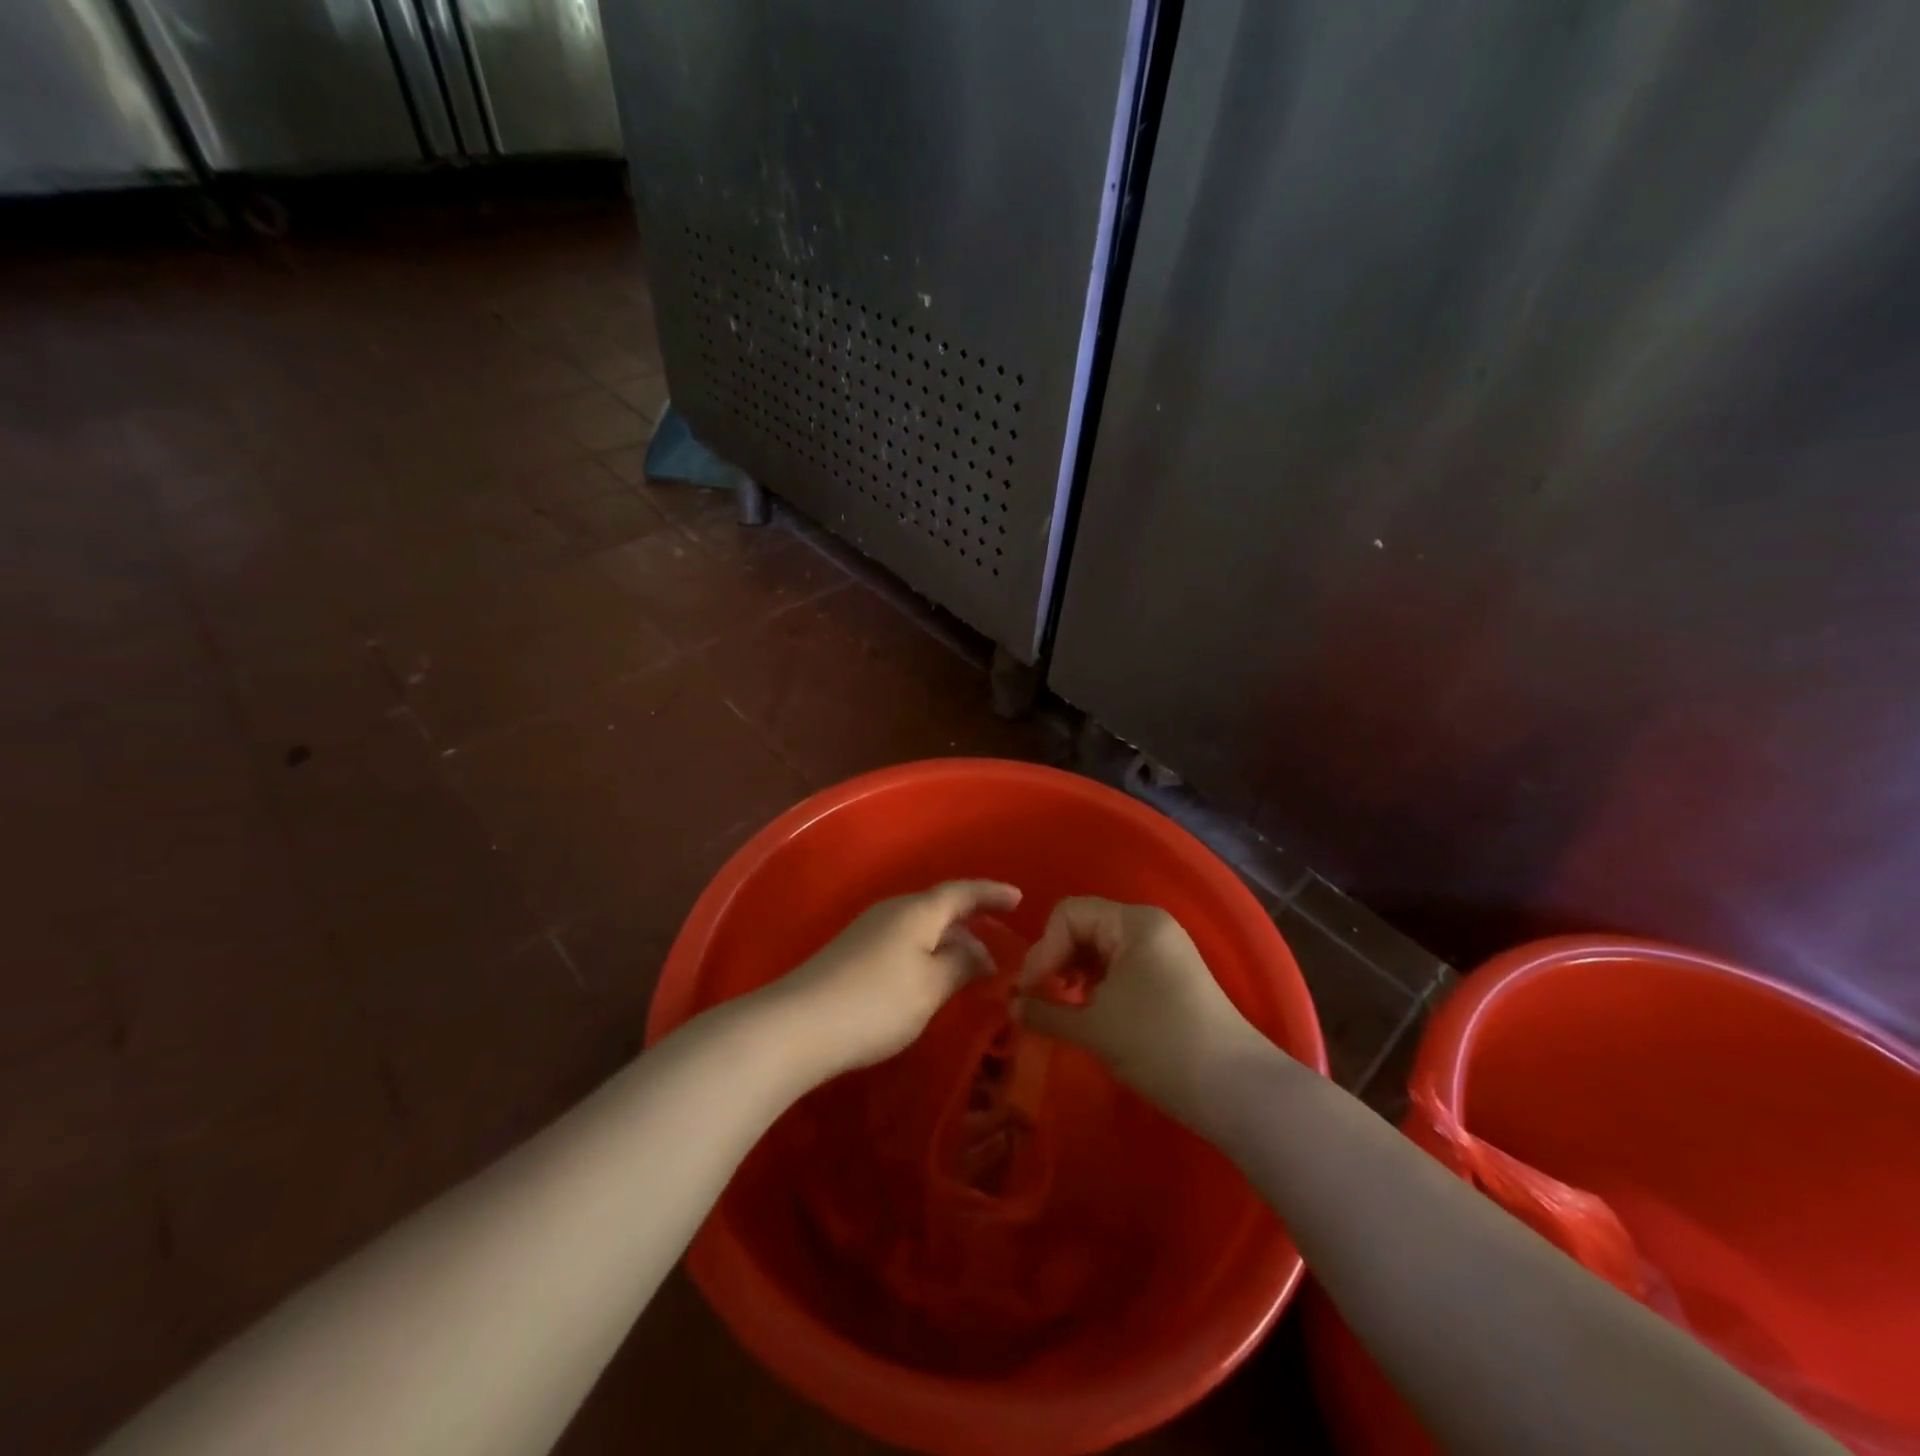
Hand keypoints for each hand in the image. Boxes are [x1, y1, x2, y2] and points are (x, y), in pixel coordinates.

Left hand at [775, 879, 1021, 1073]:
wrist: (797, 1026)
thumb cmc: (876, 1002)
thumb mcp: (931, 987)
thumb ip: (961, 965)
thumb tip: (980, 954)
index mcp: (917, 911)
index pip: (962, 892)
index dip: (991, 893)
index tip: (1019, 898)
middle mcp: (893, 911)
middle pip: (940, 907)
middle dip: (972, 921)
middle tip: (1000, 940)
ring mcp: (869, 931)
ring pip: (921, 927)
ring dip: (949, 942)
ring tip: (972, 967)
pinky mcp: (853, 954)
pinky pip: (904, 943)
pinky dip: (927, 954)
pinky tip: (932, 980)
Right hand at [1017, 897, 1272, 1118]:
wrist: (1236, 1089)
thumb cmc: (1160, 1045)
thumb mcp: (1095, 1028)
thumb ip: (1046, 1012)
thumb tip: (1010, 1007)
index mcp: (1133, 922)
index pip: (1068, 914)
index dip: (1043, 949)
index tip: (1030, 991)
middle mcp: (1149, 925)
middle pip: (1083, 926)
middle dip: (1056, 960)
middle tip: (1040, 1000)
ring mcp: (1162, 949)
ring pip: (1101, 948)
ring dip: (1074, 974)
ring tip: (1061, 1008)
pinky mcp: (1169, 975)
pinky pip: (1120, 965)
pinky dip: (1097, 984)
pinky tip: (1088, 1012)